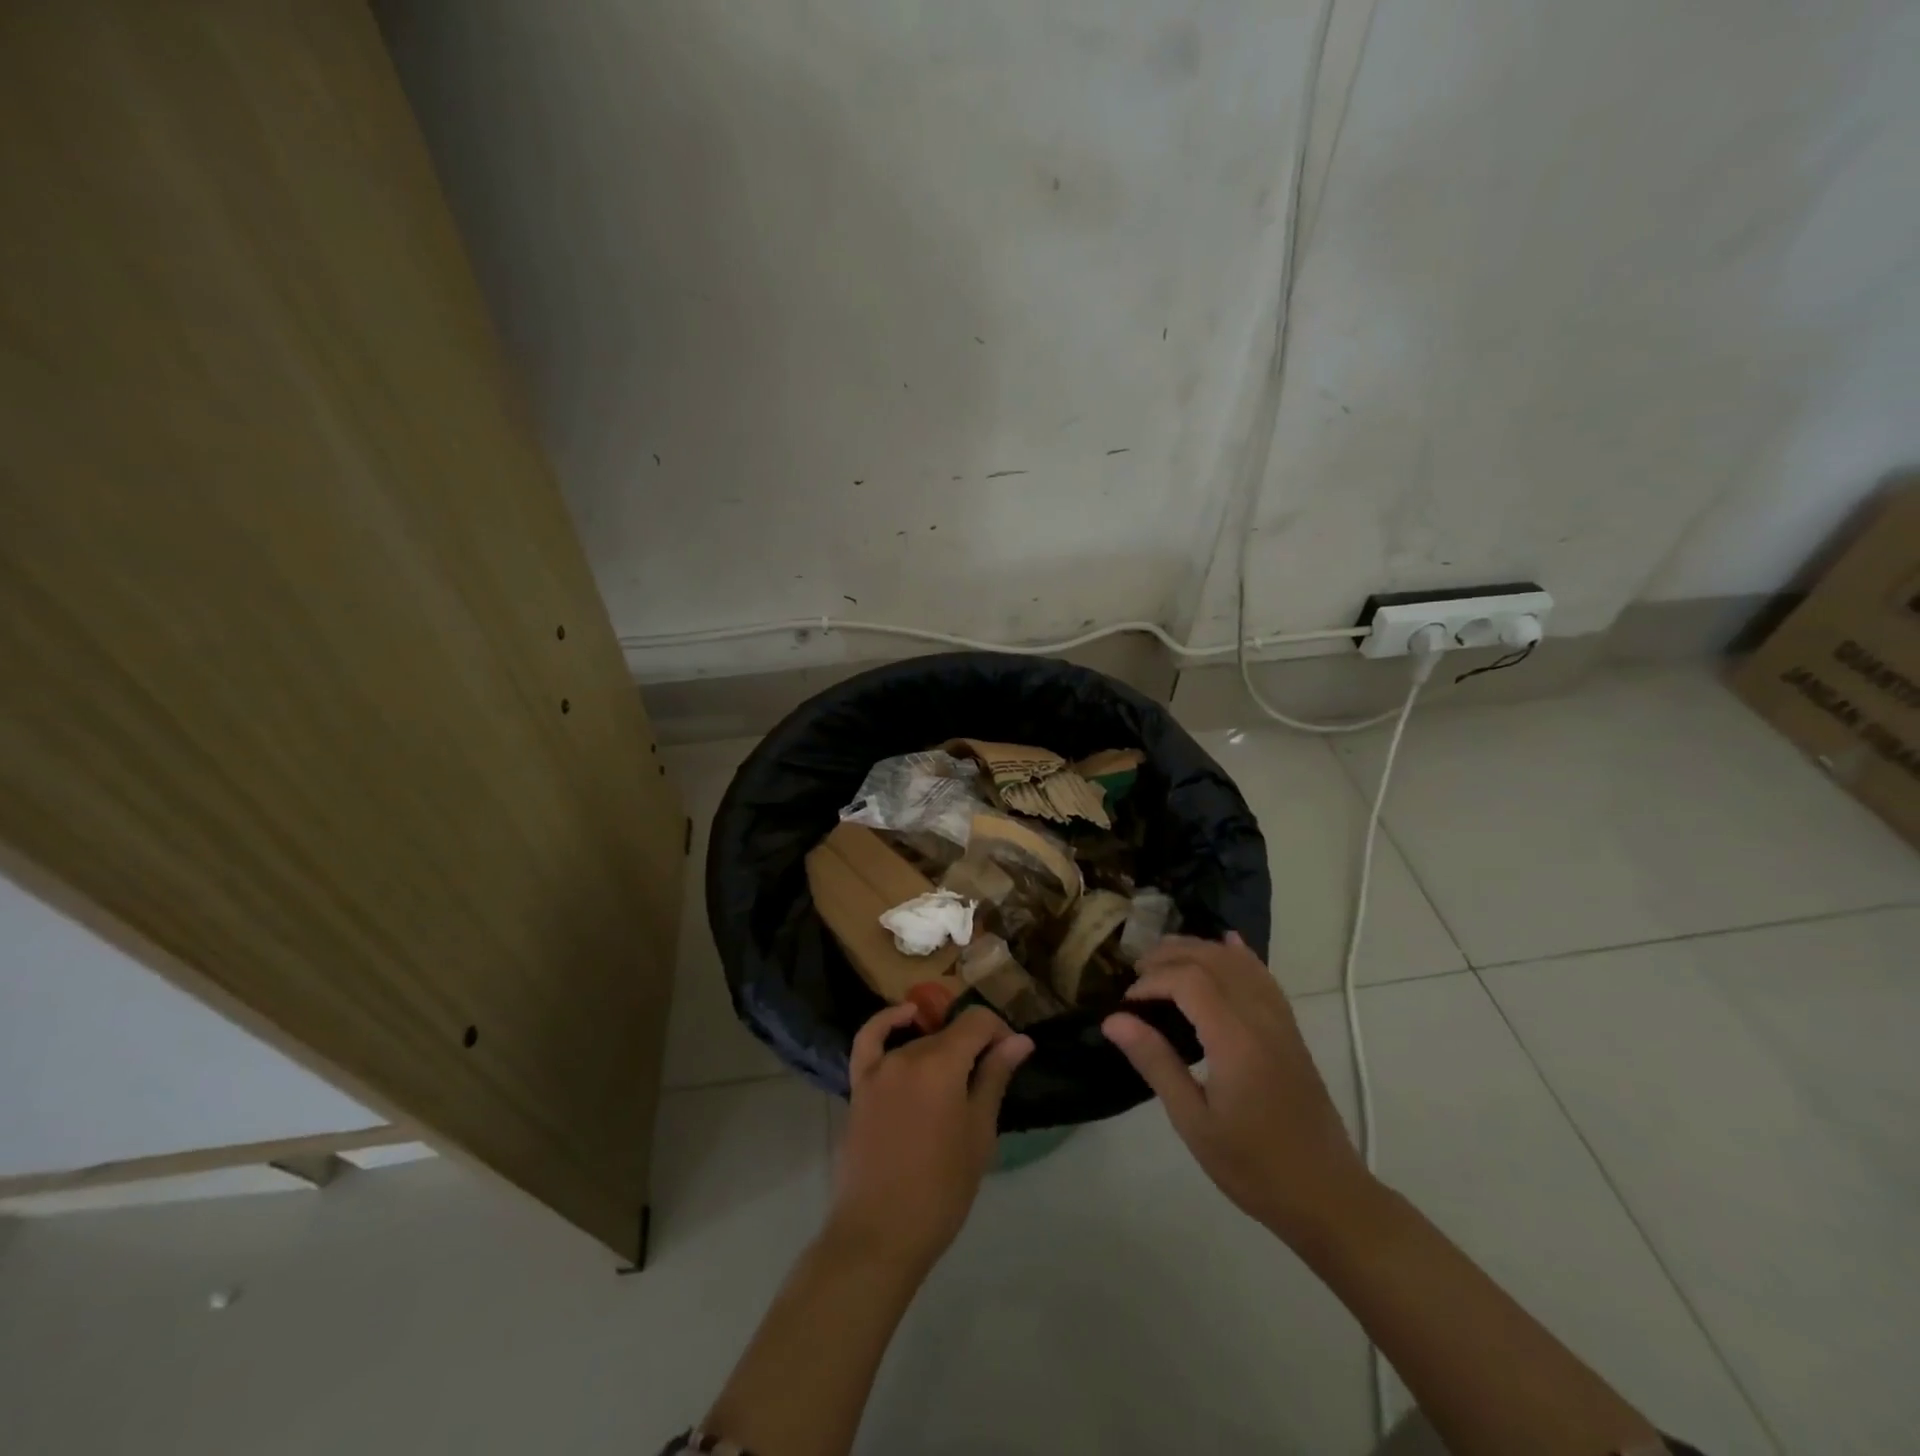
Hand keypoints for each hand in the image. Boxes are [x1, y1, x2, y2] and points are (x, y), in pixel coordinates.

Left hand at [828, 1003, 1033, 1275]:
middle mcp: (908, 1054)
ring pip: (918, 1043)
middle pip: (948, 1033)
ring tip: (958, 1081)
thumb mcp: (979, 1134)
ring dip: (941, 1051)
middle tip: (988, 1081)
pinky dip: (888, 1021)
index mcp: (942, 1063)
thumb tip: (1020, 1040)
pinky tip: (906, 1015)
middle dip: (974, 1047)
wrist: (880, 1233)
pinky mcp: (859, 1085)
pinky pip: (870, 1039)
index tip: (1011, 1057)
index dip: (1000, 1032)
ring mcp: (879, 1068)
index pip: (977, 1021)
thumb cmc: (941, 1190)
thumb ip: (995, 1078)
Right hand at [1101, 932, 1375, 1246]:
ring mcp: (1281, 1021)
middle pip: (1212, 960)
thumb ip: (1155, 1063)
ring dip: (1199, 949)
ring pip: (1239, 963)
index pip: (1188, 981)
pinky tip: (1228, 943)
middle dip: (1170, 956)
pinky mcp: (1291, 1030)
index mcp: (1236, 1040)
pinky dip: (1241, 955)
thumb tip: (1113, 1020)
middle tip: (1136, 974)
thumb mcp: (1194, 1122)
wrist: (1328, 1196)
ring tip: (1164, 957)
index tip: (1126, 1003)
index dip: (1152, 981)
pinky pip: (1264, 977)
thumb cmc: (1254, 1167)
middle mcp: (1261, 1018)